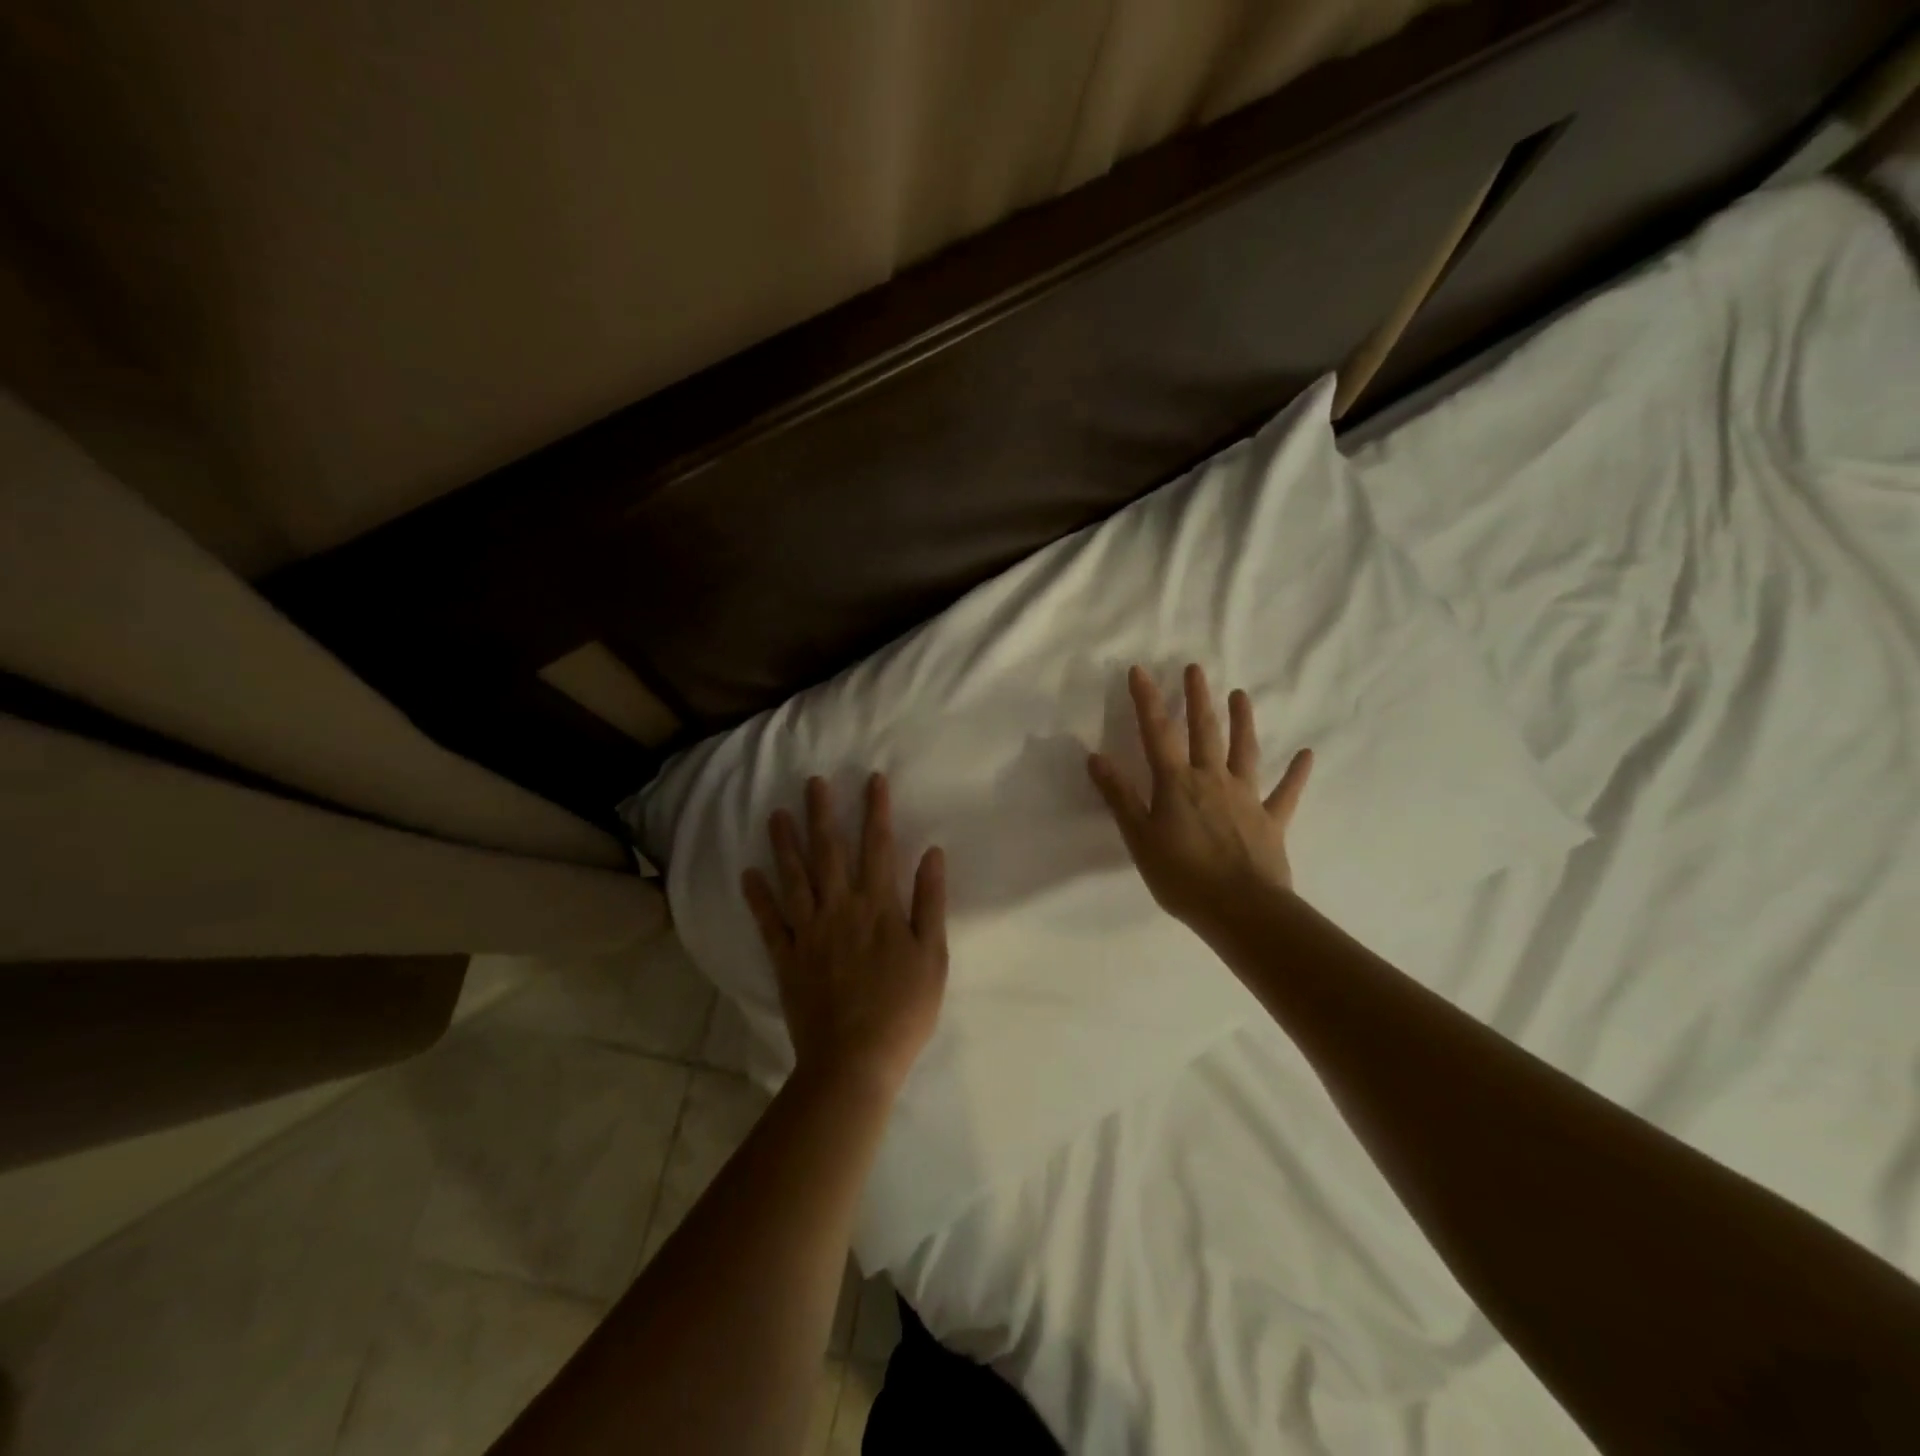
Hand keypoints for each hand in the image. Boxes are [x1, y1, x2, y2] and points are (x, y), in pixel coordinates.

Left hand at [742, 774, 948, 1098]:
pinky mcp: (787, 958)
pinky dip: (757, 897)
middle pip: (829, 851)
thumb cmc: (904, 1008)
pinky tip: (748, 874)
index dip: (875, 810)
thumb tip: (933, 853)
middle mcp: (839, 908)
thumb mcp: (932, 955)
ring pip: (794, 878)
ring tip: (776, 814)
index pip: (877, 846)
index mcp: (877, 905)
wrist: (855, 1060)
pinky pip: (768, 922)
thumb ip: (930, 901)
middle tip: (812, 782)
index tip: (872, 779)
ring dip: (785, 843)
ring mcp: (808, 931)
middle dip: (822, 813)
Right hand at [1087, 664, 1311, 932]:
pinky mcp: (1271, 820)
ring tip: (1240, 694)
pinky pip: (1286, 792)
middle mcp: (1213, 779)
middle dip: (1197, 698)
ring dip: (1243, 721)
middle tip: (1195, 668)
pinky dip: (1297, 773)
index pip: (1158, 733)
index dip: (1148, 701)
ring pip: (1245, 751)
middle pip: (1204, 731)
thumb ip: (1119, 796)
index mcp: (1177, 784)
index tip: (1140, 671)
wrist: (1241, 909)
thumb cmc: (1182, 876)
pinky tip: (1307, 754)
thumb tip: (1096, 757)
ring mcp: (1246, 797)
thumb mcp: (1139, 838)